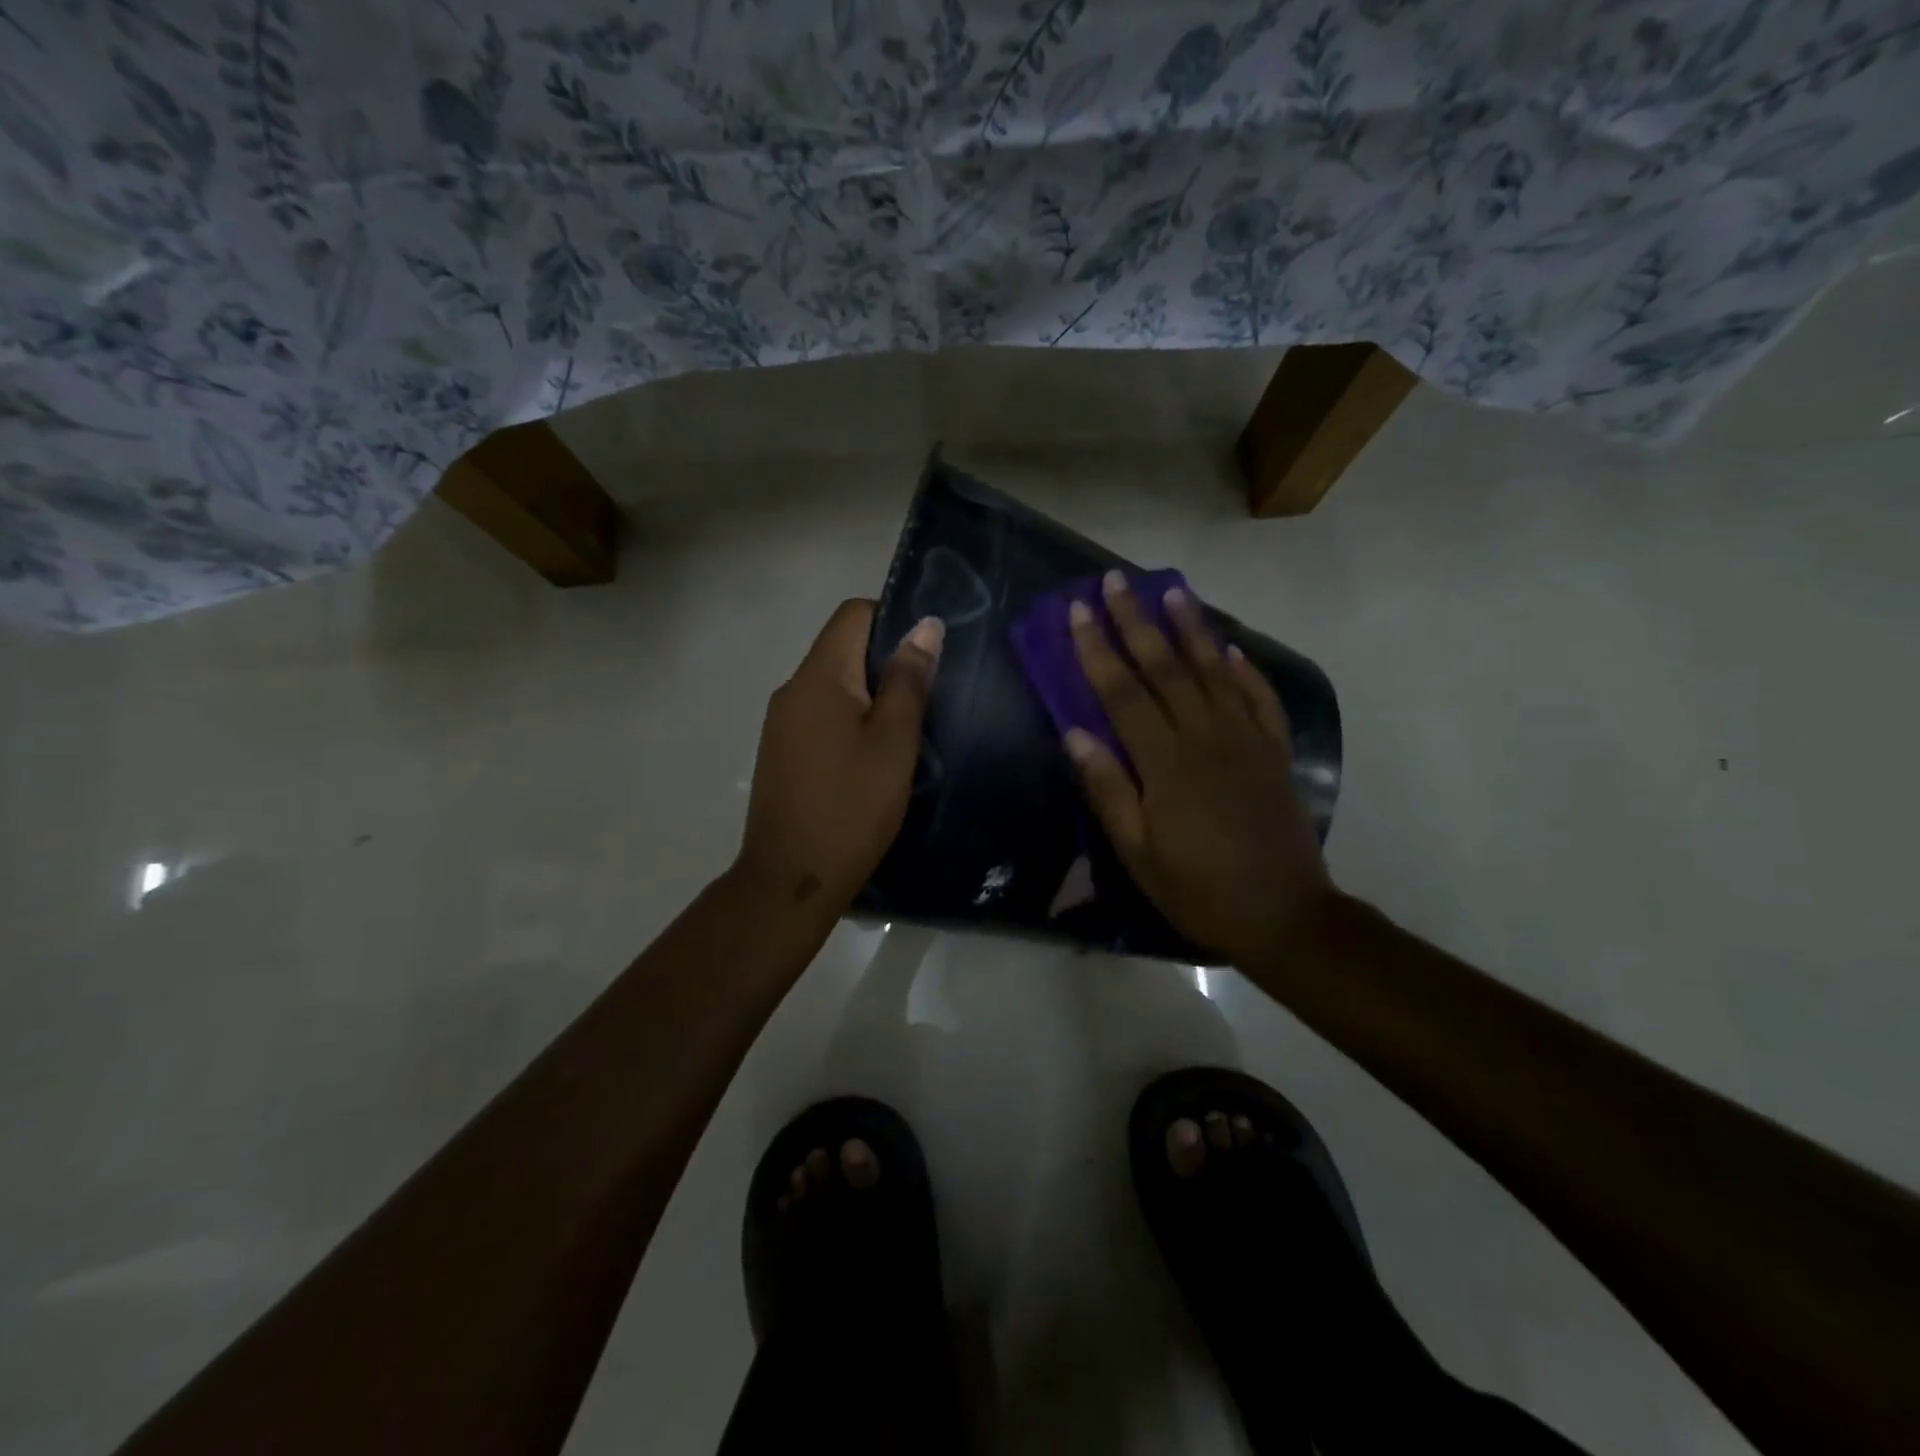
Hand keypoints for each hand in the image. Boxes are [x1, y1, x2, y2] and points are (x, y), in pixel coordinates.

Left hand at [735, 600, 942, 917]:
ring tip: (906, 731)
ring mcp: (781, 723)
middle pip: (843, 648)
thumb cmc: (851, 807)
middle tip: (927, 698)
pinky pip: (821, 715)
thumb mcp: (894, 742)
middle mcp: (792, 689)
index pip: (853, 614)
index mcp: (819, 677)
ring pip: (834, 685)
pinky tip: (873, 758)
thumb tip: (926, 625)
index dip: (893, 618)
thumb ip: (909, 680)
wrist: (790, 879)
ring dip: (871, 695)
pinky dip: (851, 721)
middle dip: (887, 662)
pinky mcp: (781, 752)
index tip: (927, 655)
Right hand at [1064, 571, 1333, 966]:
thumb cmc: (1198, 891)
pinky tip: (1230, 648)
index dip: (1097, 650)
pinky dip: (1245, 669)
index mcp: (1166, 763)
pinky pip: (1259, 698)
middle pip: (1165, 668)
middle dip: (1136, 621)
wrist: (1284, 916)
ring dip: (1190, 628)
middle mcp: (1206, 737)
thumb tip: (1074, 734)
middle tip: (1116, 581)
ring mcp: (1247, 741)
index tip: (1077, 611)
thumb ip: (1107, 790)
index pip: (1123, 693)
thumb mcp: (1137, 854)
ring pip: (1213, 671)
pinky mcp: (1275, 752)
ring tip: (1173, 590)